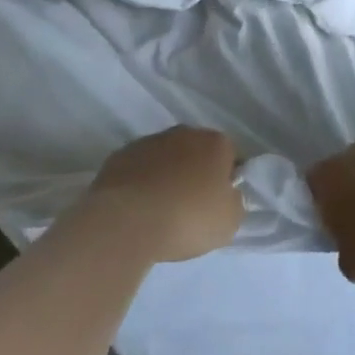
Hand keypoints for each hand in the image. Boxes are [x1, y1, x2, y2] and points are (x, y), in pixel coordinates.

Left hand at [86, 127, 242, 263]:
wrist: (127, 221)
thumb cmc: (188, 218)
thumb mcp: (229, 221)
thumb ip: (234, 202)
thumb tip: (226, 195)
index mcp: (215, 143)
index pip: (230, 155)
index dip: (227, 179)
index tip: (220, 202)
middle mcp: (184, 133)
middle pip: (197, 152)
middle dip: (196, 172)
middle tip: (191, 206)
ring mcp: (149, 142)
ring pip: (166, 157)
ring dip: (167, 175)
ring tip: (161, 209)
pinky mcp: (119, 156)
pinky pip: (139, 168)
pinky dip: (141, 182)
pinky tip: (138, 207)